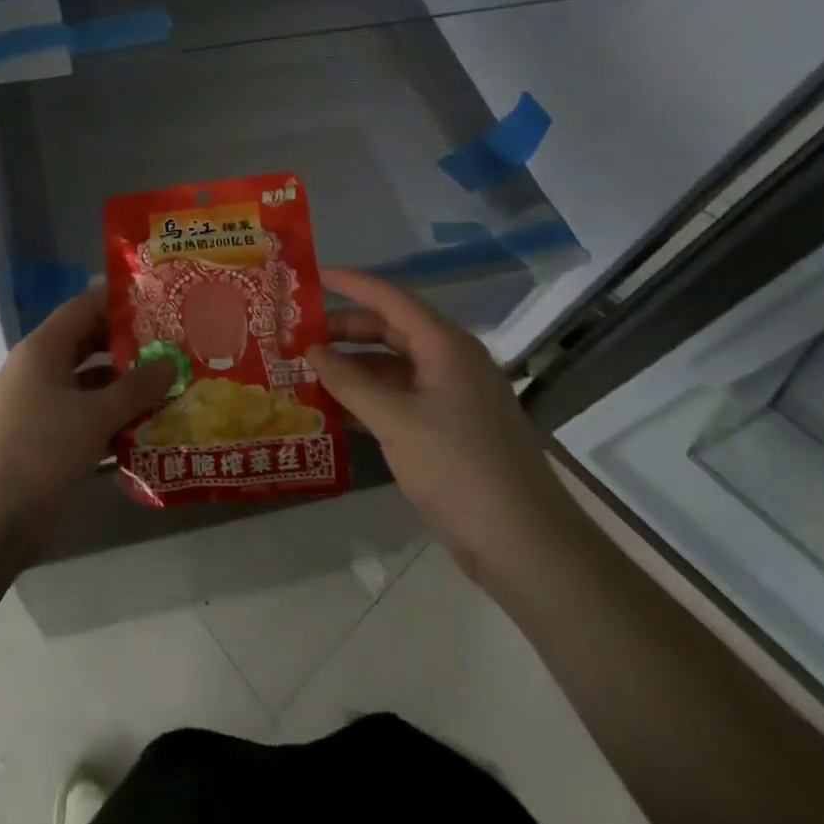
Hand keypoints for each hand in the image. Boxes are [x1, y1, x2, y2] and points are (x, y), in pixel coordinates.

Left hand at [0, 286, 174, 534]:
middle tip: (172, 348)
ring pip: (90, 387)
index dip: (119, 301)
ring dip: (125, 389)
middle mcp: (40, 371)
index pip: (84, 306)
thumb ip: (136, 388)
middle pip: (88, 345)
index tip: (159, 301)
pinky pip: (85, 420)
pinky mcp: (45, 442)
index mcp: (43, 349)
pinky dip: (112, 422)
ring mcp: (40, 407)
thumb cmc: (38, 450)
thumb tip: (171, 362)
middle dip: (129, 347)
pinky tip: (148, 431)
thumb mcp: (94, 416)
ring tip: (170, 389)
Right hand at [308, 267, 580, 581]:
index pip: (389, 298)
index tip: (310, 276)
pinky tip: (333, 411)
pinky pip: (399, 398)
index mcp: (445, 345)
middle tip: (297, 336)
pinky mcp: (448, 429)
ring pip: (391, 367)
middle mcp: (449, 361)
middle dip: (343, 331)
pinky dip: (367, 399)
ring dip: (351, 368)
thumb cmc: (460, 468)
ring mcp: (451, 397)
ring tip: (305, 372)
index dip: (350, 283)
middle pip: (388, 330)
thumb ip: (349, 382)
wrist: (526, 547)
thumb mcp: (396, 421)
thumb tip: (311, 350)